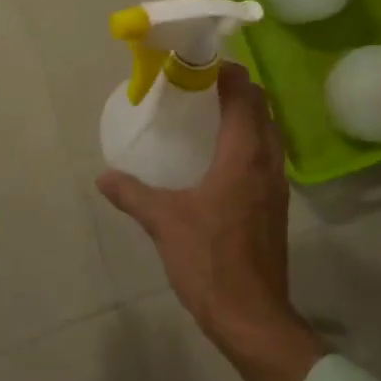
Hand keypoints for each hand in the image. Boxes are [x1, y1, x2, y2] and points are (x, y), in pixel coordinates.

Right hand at [97, 65, 326, 380]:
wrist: (252, 316)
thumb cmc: (210, 260)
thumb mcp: (164, 222)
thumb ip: (132, 194)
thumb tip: (104, 175)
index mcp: (243, 154)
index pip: (245, 94)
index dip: (227, 72)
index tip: (199, 64)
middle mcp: (267, 161)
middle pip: (262, 108)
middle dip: (237, 89)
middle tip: (200, 86)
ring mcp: (277, 185)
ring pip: (269, 132)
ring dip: (247, 115)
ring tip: (210, 115)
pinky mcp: (276, 206)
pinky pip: (267, 156)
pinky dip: (250, 141)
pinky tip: (221, 158)